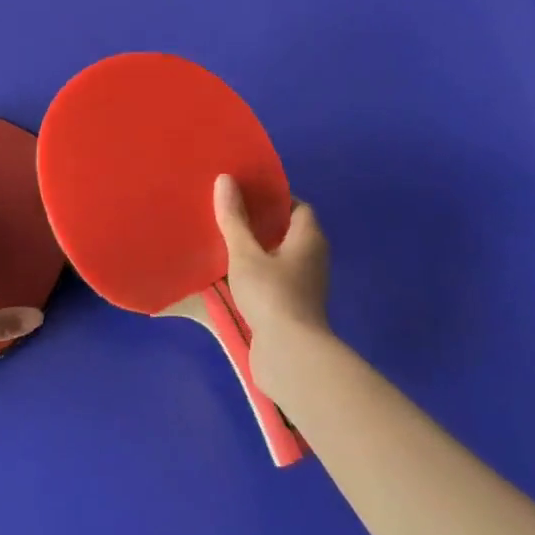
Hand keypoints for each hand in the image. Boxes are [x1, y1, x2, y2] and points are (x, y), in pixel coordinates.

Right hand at [214, 174, 330, 389]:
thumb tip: (225, 179)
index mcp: (308, 238)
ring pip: (277, 258)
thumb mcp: (245, 254)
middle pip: (286, 231)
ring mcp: (303, 285)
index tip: (245, 193)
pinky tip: (228, 274)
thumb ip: (234, 219)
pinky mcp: (291, 308)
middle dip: (259, 223)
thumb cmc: (272, 295)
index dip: (274, 197)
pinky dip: (254, 274)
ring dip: (254, 250)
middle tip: (228, 213)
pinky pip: (271, 280)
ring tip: (222, 240)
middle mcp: (311, 258)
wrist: (290, 355)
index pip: (297, 206)